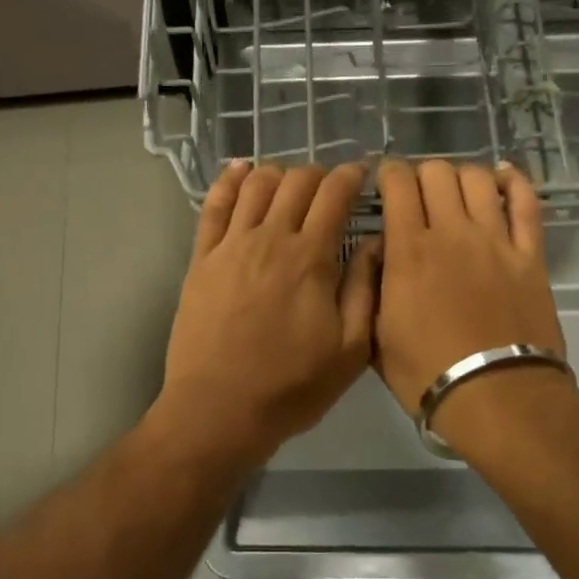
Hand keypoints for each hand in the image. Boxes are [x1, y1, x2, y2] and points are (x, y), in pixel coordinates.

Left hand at [157, 161, 380, 466]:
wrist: (218, 408)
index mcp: (311, 258)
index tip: (362, 172)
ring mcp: (231, 245)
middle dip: (319, 174)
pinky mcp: (201, 259)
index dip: (351, 175)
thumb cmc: (290, 386)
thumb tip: (377, 240)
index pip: (334, 195)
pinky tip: (240, 170)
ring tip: (290, 182)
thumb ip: (365, 289)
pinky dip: (229, 181)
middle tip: (330, 187)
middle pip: (296, 182)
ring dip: (278, 173)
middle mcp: (270, 238)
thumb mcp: (350, 350)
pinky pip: (213, 206)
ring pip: (256, 186)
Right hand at [373, 159, 573, 451]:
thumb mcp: (375, 335)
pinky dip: (513, 181)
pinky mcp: (530, 254)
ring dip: (461, 176)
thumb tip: (378, 251)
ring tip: (454, 192)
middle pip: (437, 172)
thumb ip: (370, 286)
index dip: (388, 173)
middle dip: (421, 174)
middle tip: (417, 195)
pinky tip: (502, 177)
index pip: (397, 183)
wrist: (496, 397)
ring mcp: (496, 240)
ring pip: (478, 179)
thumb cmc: (426, 372)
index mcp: (408, 250)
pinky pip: (526, 202)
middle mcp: (452, 232)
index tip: (384, 183)